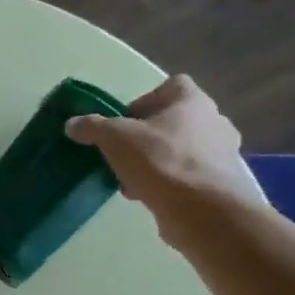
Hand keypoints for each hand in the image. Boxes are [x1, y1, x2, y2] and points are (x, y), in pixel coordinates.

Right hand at [64, 74, 262, 240]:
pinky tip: (147, 197)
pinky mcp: (219, 183)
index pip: (172, 85)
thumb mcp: (115, 139)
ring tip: (130, 180)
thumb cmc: (160, 161)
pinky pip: (187, 176)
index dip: (145, 100)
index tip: (124, 122)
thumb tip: (72, 124)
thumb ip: (93, 127)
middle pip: (173, 121)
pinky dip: (167, 183)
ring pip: (179, 150)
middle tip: (123, 153)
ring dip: (154, 162)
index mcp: (193, 101)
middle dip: (146, 137)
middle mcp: (214, 121)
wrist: (202, 209)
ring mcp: (221, 154)